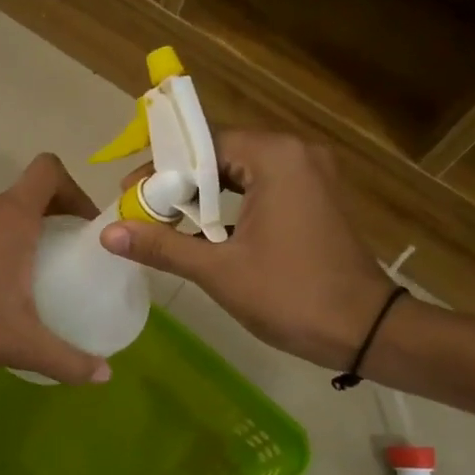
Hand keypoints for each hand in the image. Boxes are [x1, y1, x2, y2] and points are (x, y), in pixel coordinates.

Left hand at [0, 154, 114, 385]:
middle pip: (25, 195)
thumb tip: (105, 376)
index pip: (48, 171)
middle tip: (62, 256)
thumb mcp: (23, 344)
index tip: (82, 225)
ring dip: (14, 234)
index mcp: (11, 217)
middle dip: (49, 218)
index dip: (74, 189)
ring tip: (23, 275)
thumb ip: (69, 360)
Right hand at [100, 131, 392, 369]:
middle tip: (142, 209)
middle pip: (220, 154)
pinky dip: (230, 204)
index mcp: (275, 157)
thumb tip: (108, 233)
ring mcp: (311, 175)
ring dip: (202, 195)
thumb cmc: (290, 296)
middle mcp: (296, 153)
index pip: (202, 144)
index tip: (129, 195)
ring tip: (165, 221)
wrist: (366, 330)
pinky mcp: (315, 197)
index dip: (160, 168)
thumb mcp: (218, 271)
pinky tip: (204, 231)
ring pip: (240, 172)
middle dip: (178, 182)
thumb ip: (162, 246)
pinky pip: (261, 187)